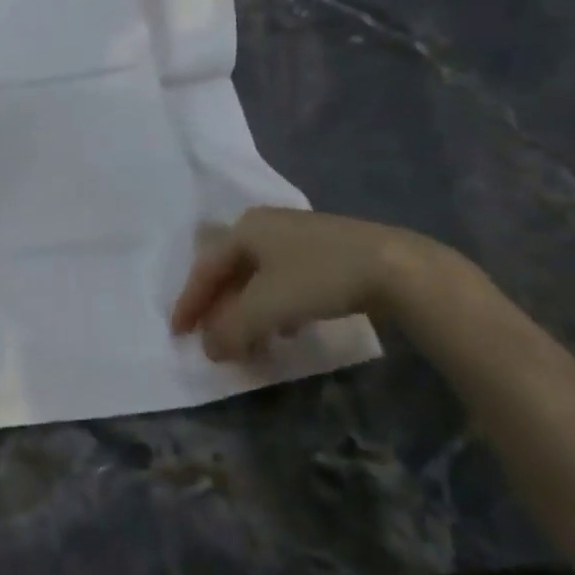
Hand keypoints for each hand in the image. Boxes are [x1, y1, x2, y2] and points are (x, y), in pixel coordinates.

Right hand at [171, 207, 440, 362]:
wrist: (396, 267)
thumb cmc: (318, 278)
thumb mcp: (265, 307)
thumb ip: (230, 329)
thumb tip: (209, 348)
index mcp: (245, 229)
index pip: (205, 269)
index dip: (189, 303)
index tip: (178, 334)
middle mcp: (266, 226)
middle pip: (230, 272)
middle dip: (219, 309)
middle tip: (211, 339)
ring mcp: (298, 238)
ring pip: (258, 279)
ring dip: (248, 313)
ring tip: (249, 344)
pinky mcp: (326, 253)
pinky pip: (285, 282)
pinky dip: (275, 308)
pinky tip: (287, 331)